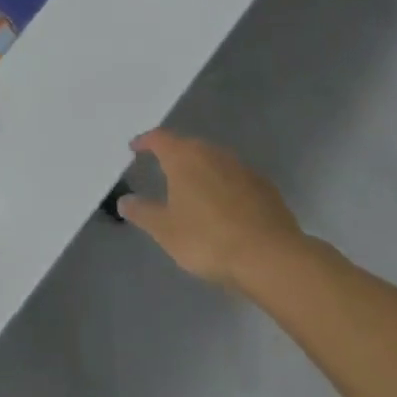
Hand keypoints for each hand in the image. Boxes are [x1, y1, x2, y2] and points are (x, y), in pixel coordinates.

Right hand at [120, 130, 307, 291]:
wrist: (272, 258)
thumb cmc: (208, 239)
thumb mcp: (165, 230)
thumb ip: (142, 212)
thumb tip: (124, 200)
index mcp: (185, 158)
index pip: (160, 138)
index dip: (145, 141)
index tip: (135, 148)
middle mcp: (214, 155)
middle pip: (189, 145)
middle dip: (174, 154)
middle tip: (162, 167)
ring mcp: (243, 170)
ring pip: (215, 161)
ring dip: (201, 169)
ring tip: (192, 187)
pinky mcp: (266, 189)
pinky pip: (236, 179)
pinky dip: (224, 185)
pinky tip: (223, 206)